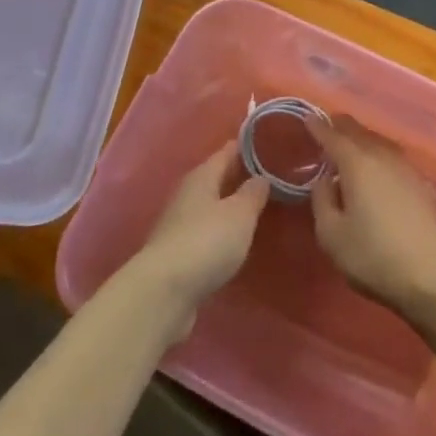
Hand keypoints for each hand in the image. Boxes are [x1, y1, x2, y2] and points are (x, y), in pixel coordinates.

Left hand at [128, 140, 268, 340]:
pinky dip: (222, 231)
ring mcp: (179, 225)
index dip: (249, 146)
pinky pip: (206, 232)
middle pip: (218, 177)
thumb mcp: (240, 214)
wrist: (162, 293)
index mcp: (202, 176)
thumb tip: (261, 176)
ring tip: (259, 207)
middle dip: (241, 176)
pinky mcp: (178, 254)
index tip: (271, 142)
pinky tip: (237, 240)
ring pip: (211, 206)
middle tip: (272, 175)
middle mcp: (188, 195)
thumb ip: (253, 193)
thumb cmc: (206, 242)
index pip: (228, 151)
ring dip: (231, 205)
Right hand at [308, 117, 435, 313]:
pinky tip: (373, 167)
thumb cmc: (373, 256)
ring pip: (377, 142)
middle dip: (341, 127)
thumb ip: (322, 200)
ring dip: (360, 138)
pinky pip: (390, 156)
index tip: (307, 117)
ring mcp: (404, 168)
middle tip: (326, 126)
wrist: (429, 275)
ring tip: (348, 144)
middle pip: (359, 133)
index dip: (319, 127)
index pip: (334, 137)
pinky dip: (376, 152)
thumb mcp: (331, 235)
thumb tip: (325, 179)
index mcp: (357, 164)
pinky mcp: (418, 183)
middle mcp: (382, 157)